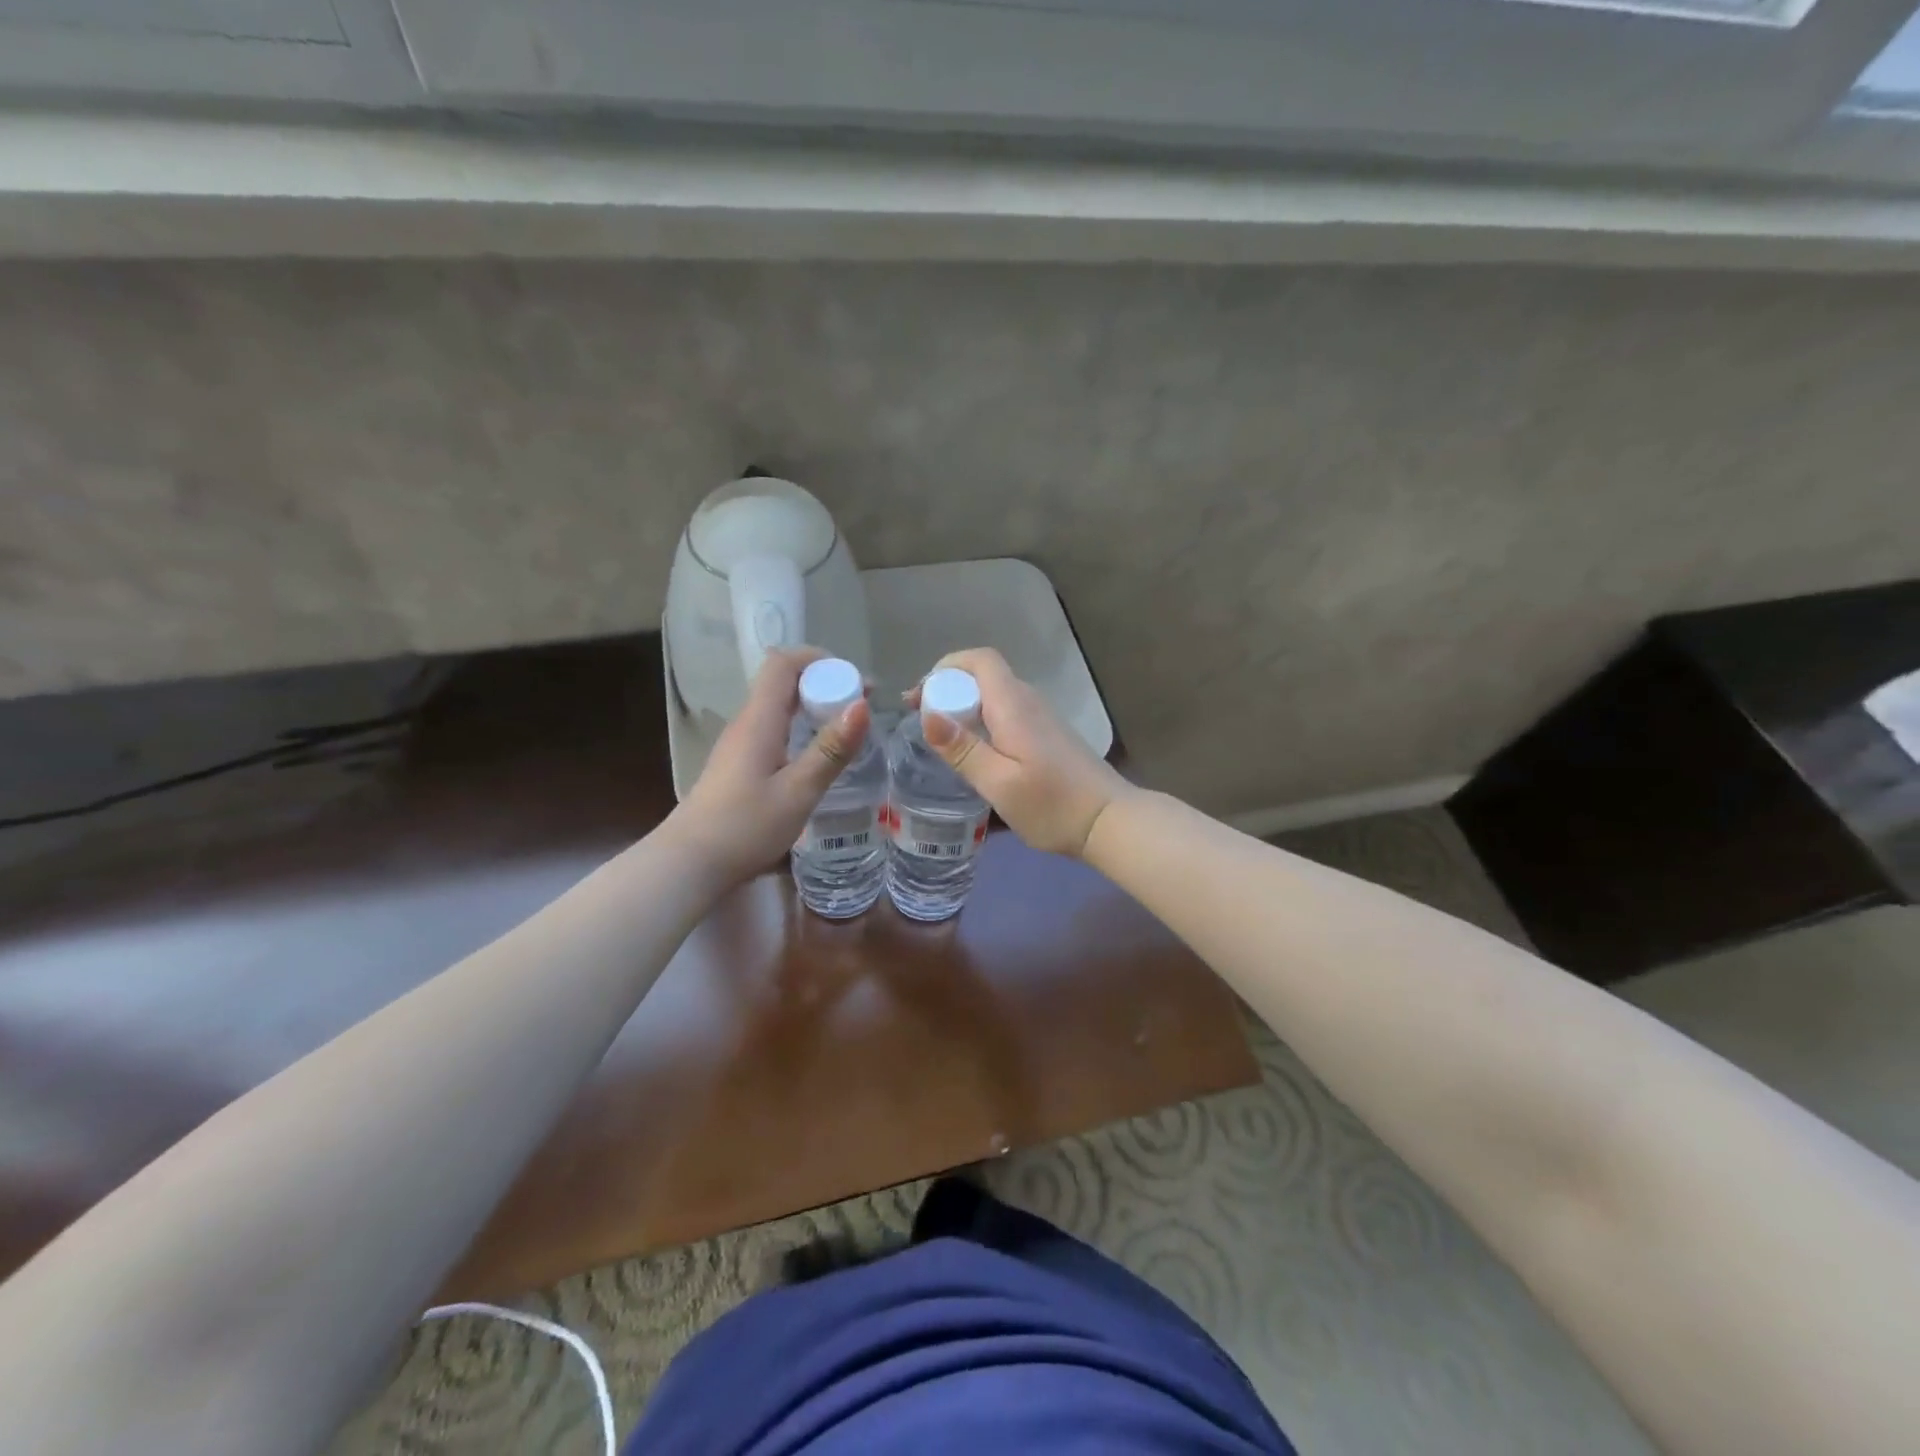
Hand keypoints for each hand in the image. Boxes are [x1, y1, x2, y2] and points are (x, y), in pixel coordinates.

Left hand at [671, 648, 871, 884]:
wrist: (690, 864)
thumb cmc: (745, 827)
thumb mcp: (798, 791)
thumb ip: (830, 749)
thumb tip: (862, 705)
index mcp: (759, 721)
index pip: (783, 663)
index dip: (819, 660)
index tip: (854, 679)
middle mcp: (747, 724)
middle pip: (783, 683)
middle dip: (825, 684)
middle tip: (862, 705)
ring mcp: (740, 745)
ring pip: (779, 708)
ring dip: (814, 708)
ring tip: (849, 728)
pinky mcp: (739, 766)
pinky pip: (775, 731)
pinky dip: (802, 730)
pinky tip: (819, 756)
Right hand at [909, 647, 1133, 859]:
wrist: (1110, 822)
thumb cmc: (1052, 806)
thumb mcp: (999, 783)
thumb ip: (963, 749)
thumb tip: (927, 714)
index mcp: (1014, 705)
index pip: (980, 660)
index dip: (946, 668)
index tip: (921, 697)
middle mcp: (1029, 701)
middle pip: (984, 675)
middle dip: (948, 688)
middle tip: (922, 720)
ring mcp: (1042, 718)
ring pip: (995, 696)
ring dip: (965, 706)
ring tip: (941, 738)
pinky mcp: (1048, 735)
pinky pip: (1006, 713)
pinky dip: (983, 721)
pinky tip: (976, 752)